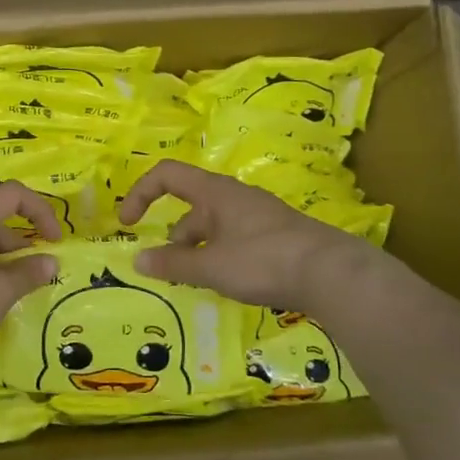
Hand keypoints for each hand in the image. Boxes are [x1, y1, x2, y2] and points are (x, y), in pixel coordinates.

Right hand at [118, 160, 379, 315]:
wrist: (332, 273)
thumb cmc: (263, 261)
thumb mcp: (211, 266)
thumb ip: (172, 263)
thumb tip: (137, 259)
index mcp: (215, 192)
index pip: (166, 175)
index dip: (140, 194)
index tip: (126, 223)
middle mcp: (235, 197)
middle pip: (190, 208)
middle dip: (174, 238)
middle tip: (171, 270)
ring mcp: (258, 216)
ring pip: (214, 228)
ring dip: (198, 251)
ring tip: (200, 283)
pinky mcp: (276, 237)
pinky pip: (235, 240)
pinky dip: (221, 257)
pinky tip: (229, 283)